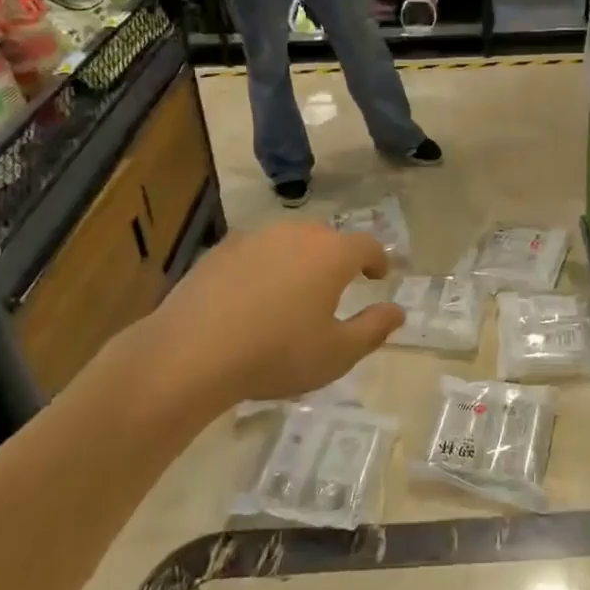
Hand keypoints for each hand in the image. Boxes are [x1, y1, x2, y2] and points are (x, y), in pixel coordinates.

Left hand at [122, 221, 402, 408]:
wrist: (192, 353)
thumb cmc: (277, 354)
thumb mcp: (337, 353)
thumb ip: (374, 329)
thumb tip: (397, 311)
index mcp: (331, 254)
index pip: (366, 246)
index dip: (378, 259)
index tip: (380, 275)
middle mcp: (296, 235)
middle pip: (327, 237)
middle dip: (338, 257)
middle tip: (339, 283)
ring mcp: (254, 238)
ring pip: (289, 240)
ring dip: (300, 258)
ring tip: (296, 288)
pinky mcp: (220, 251)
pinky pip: (255, 251)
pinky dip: (265, 265)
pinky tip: (254, 294)